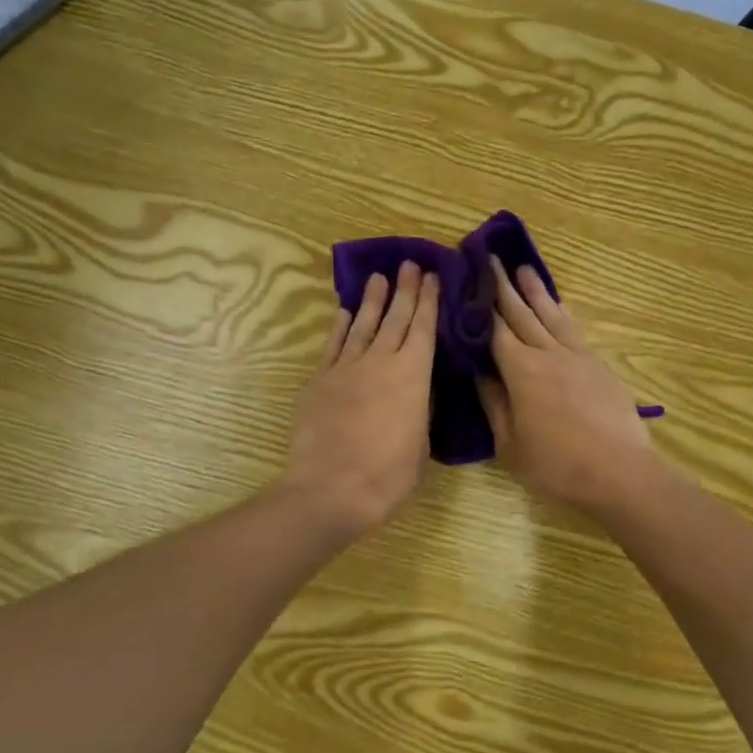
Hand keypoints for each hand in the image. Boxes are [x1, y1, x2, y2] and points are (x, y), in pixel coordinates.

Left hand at [283, 261, 439, 537]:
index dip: (428, 300)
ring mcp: (347, 368)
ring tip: (378, 277)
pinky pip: (333, 345)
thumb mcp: (420, 444)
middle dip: (404, 289)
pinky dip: (340, 326)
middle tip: (409, 264)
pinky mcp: (320, 380)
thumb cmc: (388, 474)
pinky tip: (344, 312)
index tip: (431, 276)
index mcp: (413, 375)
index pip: (424, 328)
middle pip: (395, 318)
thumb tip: (418, 392)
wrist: (332, 488)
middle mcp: (381, 361)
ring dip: (372, 300)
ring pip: (363, 324)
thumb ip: (420, 411)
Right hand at [478, 257, 661, 516]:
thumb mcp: (510, 444)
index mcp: (520, 370)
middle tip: (490, 259)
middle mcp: (547, 353)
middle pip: (521, 312)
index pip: (494, 328)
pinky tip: (559, 305)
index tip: (468, 279)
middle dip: (503, 285)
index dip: (479, 304)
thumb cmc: (556, 466)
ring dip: (535, 290)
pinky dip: (561, 312)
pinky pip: (573, 329)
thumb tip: (479, 371)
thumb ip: (493, 404)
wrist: (620, 473)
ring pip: (550, 314)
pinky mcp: (597, 365)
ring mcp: (576, 356)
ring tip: (523, 268)